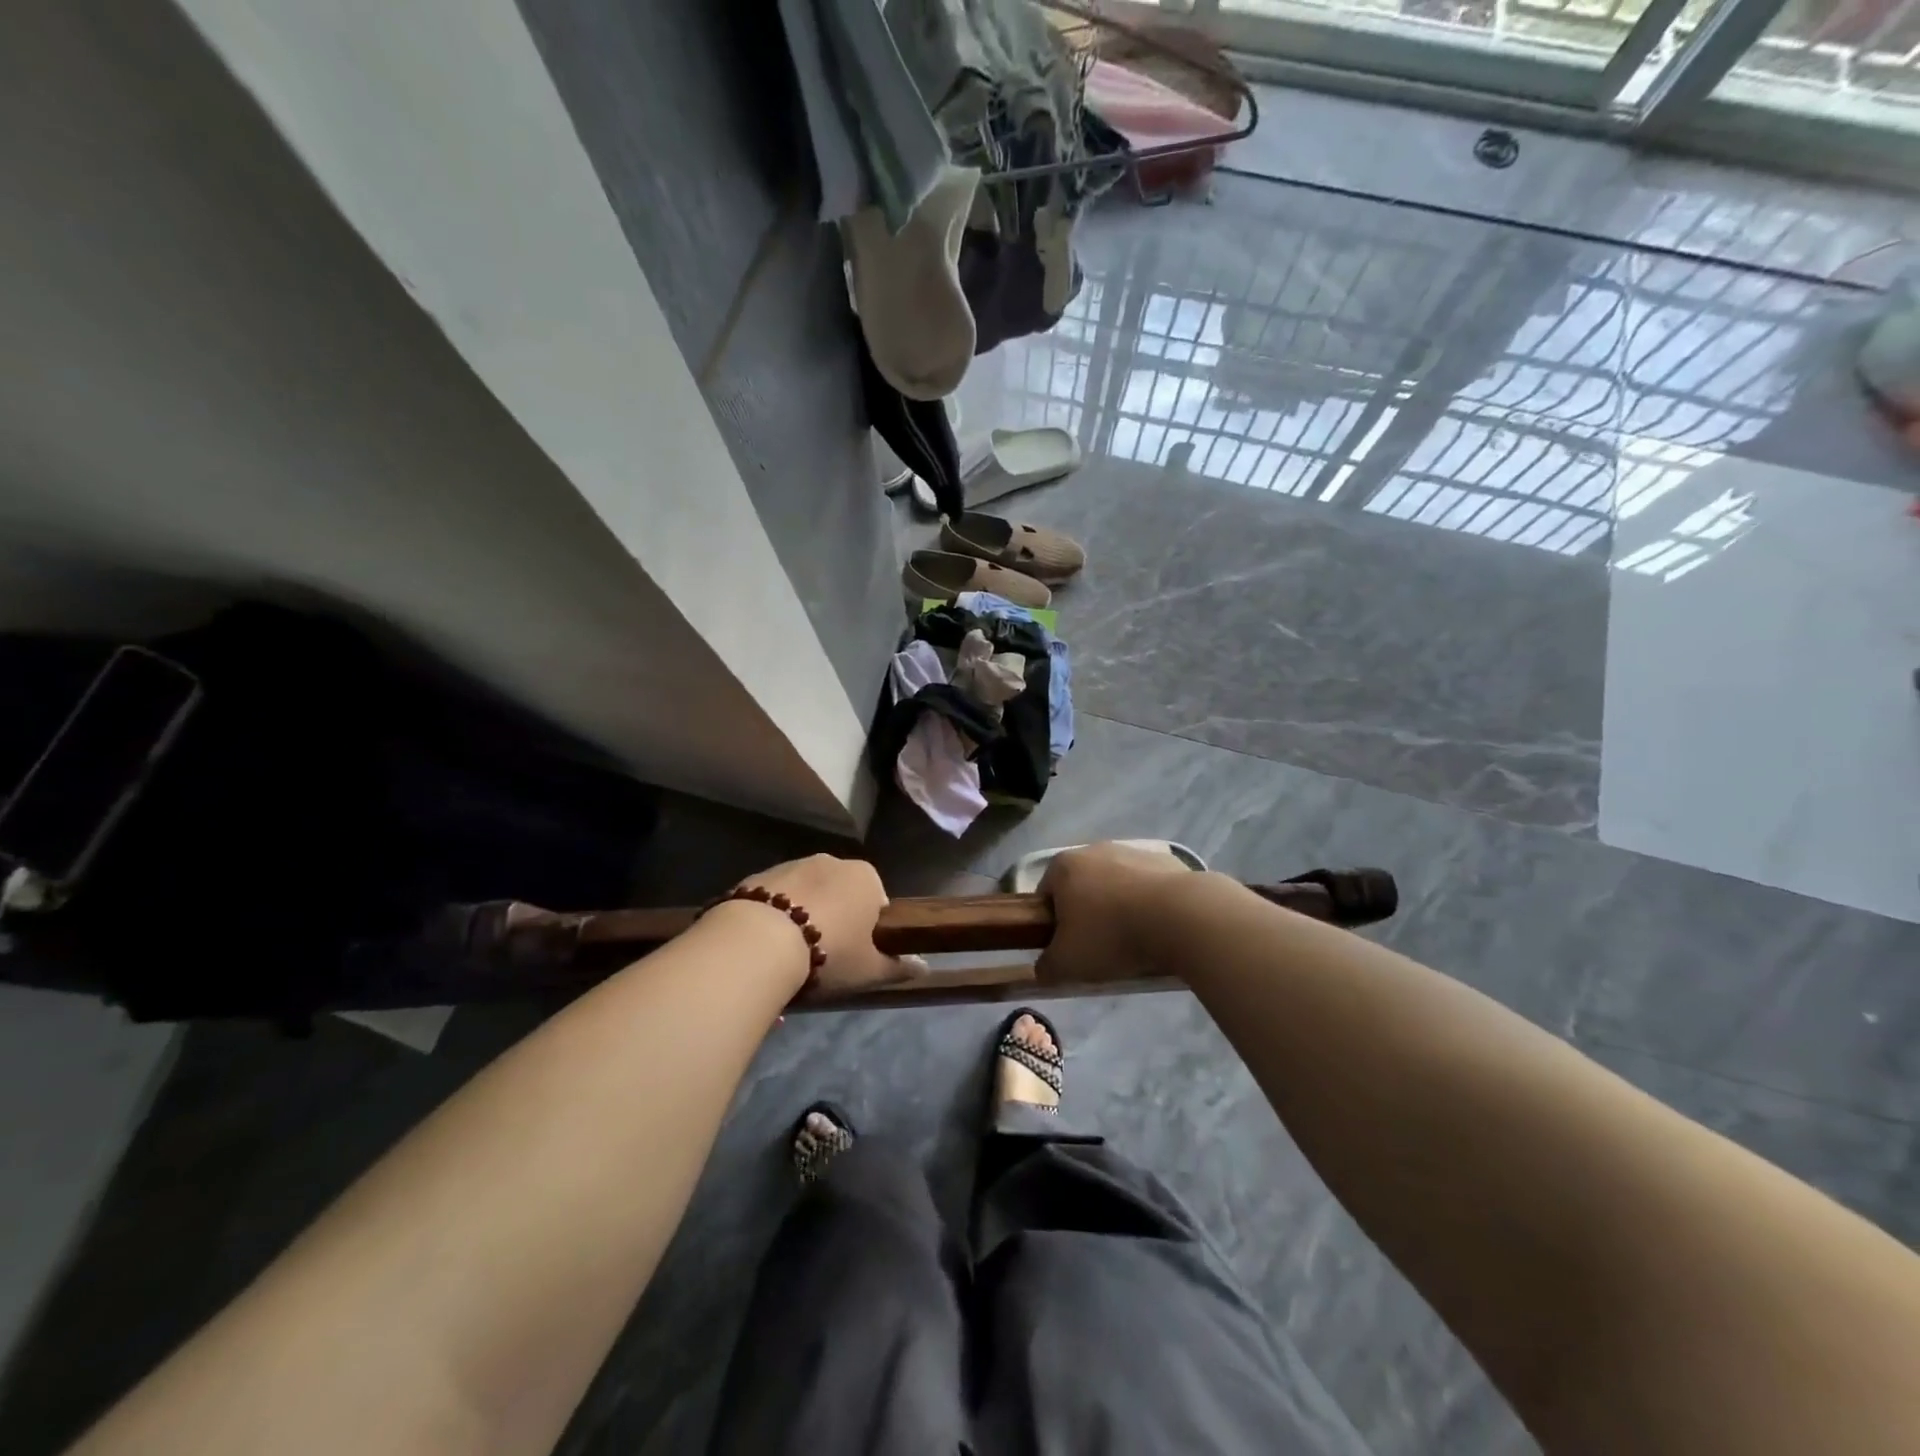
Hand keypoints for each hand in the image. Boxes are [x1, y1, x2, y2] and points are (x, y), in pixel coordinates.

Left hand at [732, 854, 925, 994]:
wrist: (759, 941)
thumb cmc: (828, 953)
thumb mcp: (869, 970)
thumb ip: (898, 967)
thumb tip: (925, 966)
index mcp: (866, 877)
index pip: (877, 900)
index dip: (868, 929)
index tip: (856, 953)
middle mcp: (832, 861)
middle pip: (840, 892)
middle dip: (835, 917)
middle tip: (825, 955)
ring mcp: (793, 863)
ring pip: (806, 892)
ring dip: (803, 914)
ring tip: (791, 952)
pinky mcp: (759, 874)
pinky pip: (775, 896)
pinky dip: (774, 914)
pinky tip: (766, 942)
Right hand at [1035, 842, 1200, 985]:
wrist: (1181, 917)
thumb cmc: (1111, 936)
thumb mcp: (1067, 964)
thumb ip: (1046, 967)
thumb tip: (1043, 969)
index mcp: (1064, 866)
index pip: (1045, 894)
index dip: (1051, 924)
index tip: (1065, 948)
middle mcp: (1094, 849)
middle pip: (1082, 886)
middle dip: (1087, 914)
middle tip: (1098, 947)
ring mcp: (1133, 851)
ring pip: (1117, 884)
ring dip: (1119, 907)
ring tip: (1134, 941)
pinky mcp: (1167, 860)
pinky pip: (1148, 886)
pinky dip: (1150, 904)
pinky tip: (1160, 929)